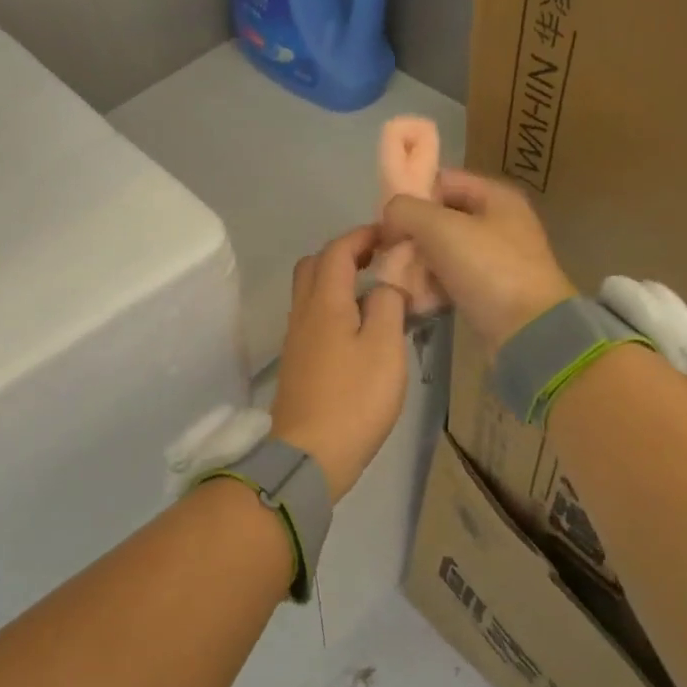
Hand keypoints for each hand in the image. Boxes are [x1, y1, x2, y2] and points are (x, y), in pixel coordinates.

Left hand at [270, 226, 409, 501]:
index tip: (390, 233)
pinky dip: (334, 307)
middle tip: (379, 259)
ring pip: (311, 292)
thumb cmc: (354, 399)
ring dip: (338, 280)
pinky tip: (360, 328)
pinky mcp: (298, 362)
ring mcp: (296, 339)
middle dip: (345, 253)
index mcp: (325, 303)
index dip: (362, 235)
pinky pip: (314, 318)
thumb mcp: (384, 348)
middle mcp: (303, 313)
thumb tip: (386, 281)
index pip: (337, 251)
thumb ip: (387, 305)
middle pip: (314, 266)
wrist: (310, 454)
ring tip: (375, 292)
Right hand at [380, 170, 576, 348]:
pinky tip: (416, 297)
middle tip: (388, 251)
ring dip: (418, 262)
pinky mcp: (490, 290)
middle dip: (411, 233)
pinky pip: (451, 278)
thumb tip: (389, 214)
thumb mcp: (440, 228)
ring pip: (443, 250)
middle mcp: (499, 222)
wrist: (529, 331)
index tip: (386, 218)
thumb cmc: (488, 269)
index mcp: (495, 196)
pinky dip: (432, 285)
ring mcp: (496, 258)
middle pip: (440, 218)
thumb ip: (406, 210)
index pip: (442, 180)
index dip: (411, 193)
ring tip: (397, 276)